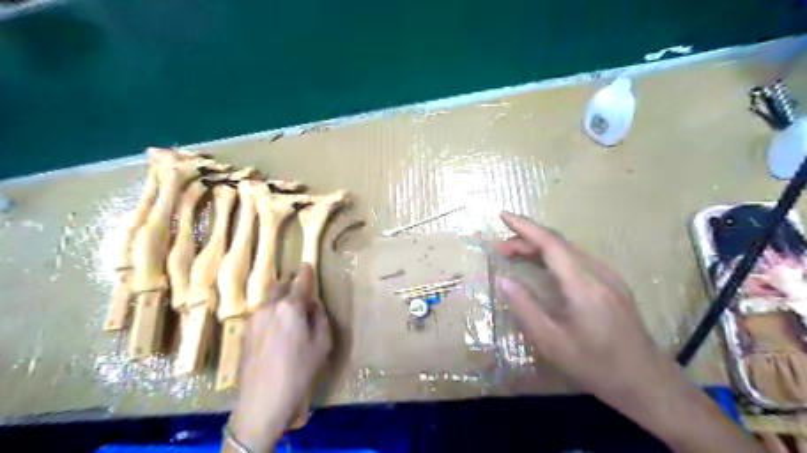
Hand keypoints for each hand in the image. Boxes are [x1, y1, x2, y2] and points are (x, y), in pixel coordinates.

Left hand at [226, 265, 330, 452]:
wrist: (262, 400)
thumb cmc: (299, 371)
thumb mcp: (322, 343)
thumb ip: (319, 317)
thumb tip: (312, 304)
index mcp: (290, 307)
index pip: (300, 281)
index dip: (306, 272)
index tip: (307, 264)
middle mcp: (269, 306)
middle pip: (280, 285)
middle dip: (291, 283)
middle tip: (301, 290)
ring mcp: (254, 318)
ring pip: (269, 298)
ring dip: (280, 297)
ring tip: (289, 309)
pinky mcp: (245, 331)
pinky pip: (261, 311)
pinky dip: (271, 310)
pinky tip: (277, 326)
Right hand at [499, 212, 679, 409]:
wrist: (648, 383)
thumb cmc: (596, 366)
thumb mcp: (552, 342)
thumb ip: (525, 307)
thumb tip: (503, 279)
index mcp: (583, 285)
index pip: (550, 243)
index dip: (525, 227)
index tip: (503, 215)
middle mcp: (598, 273)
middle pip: (558, 243)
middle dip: (526, 239)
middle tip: (500, 249)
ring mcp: (609, 277)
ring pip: (568, 250)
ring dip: (539, 247)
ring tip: (514, 255)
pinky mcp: (612, 285)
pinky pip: (577, 260)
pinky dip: (553, 257)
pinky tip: (541, 267)